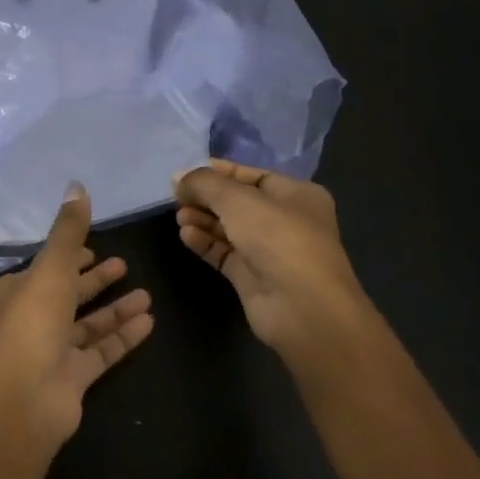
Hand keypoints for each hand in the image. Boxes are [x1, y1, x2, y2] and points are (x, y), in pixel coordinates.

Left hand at [0, 184, 154, 445]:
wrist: (25, 397)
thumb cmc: (33, 322)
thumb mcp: (52, 267)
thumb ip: (68, 231)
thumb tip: (77, 186)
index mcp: (17, 291)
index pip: (47, 267)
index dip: (69, 256)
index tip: (94, 248)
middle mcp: (32, 319)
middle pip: (69, 294)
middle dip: (95, 280)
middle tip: (124, 265)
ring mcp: (52, 351)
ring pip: (88, 324)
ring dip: (115, 309)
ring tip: (147, 295)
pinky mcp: (73, 377)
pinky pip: (102, 351)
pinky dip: (122, 336)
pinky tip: (149, 322)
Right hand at [173, 159, 365, 361]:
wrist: (302, 307)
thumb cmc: (278, 238)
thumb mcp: (239, 200)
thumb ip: (205, 184)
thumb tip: (179, 177)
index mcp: (296, 194)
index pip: (251, 175)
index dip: (218, 171)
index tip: (185, 173)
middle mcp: (285, 220)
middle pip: (237, 202)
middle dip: (207, 198)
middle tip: (177, 196)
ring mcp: (269, 250)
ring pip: (228, 228)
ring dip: (203, 219)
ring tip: (179, 216)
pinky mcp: (252, 276)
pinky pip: (224, 253)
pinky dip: (205, 242)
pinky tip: (186, 235)